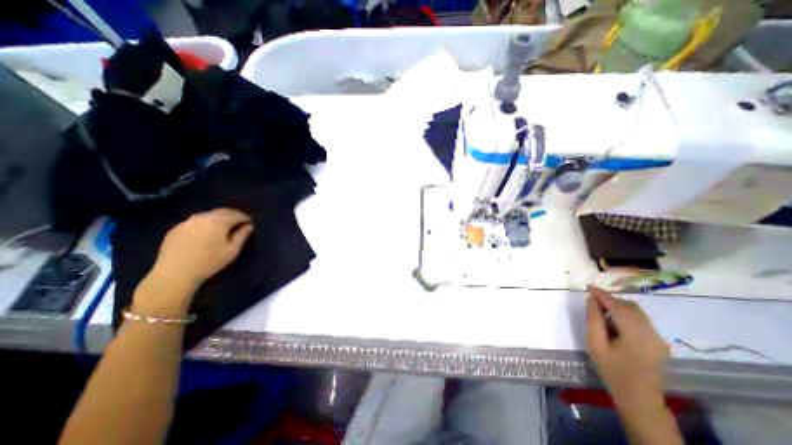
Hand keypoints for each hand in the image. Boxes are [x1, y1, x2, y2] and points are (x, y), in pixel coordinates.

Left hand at [150, 209, 252, 292]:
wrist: (174, 274)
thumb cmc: (210, 262)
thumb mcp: (232, 250)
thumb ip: (242, 235)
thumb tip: (250, 226)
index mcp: (218, 221)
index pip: (237, 214)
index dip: (246, 218)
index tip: (251, 223)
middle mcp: (202, 217)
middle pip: (222, 212)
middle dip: (233, 216)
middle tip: (240, 223)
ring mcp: (187, 222)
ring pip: (208, 215)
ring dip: (219, 219)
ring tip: (224, 228)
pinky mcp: (176, 229)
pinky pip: (195, 222)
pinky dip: (205, 224)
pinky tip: (206, 234)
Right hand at [583, 287, 669, 411]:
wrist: (639, 398)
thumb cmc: (612, 371)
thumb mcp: (595, 344)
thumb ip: (593, 319)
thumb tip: (592, 300)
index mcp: (636, 335)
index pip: (618, 307)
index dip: (602, 295)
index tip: (588, 286)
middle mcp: (652, 334)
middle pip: (630, 307)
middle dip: (610, 300)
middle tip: (592, 300)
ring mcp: (658, 338)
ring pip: (636, 312)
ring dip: (617, 306)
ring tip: (600, 310)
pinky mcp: (658, 341)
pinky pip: (640, 319)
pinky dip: (625, 314)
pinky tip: (613, 321)